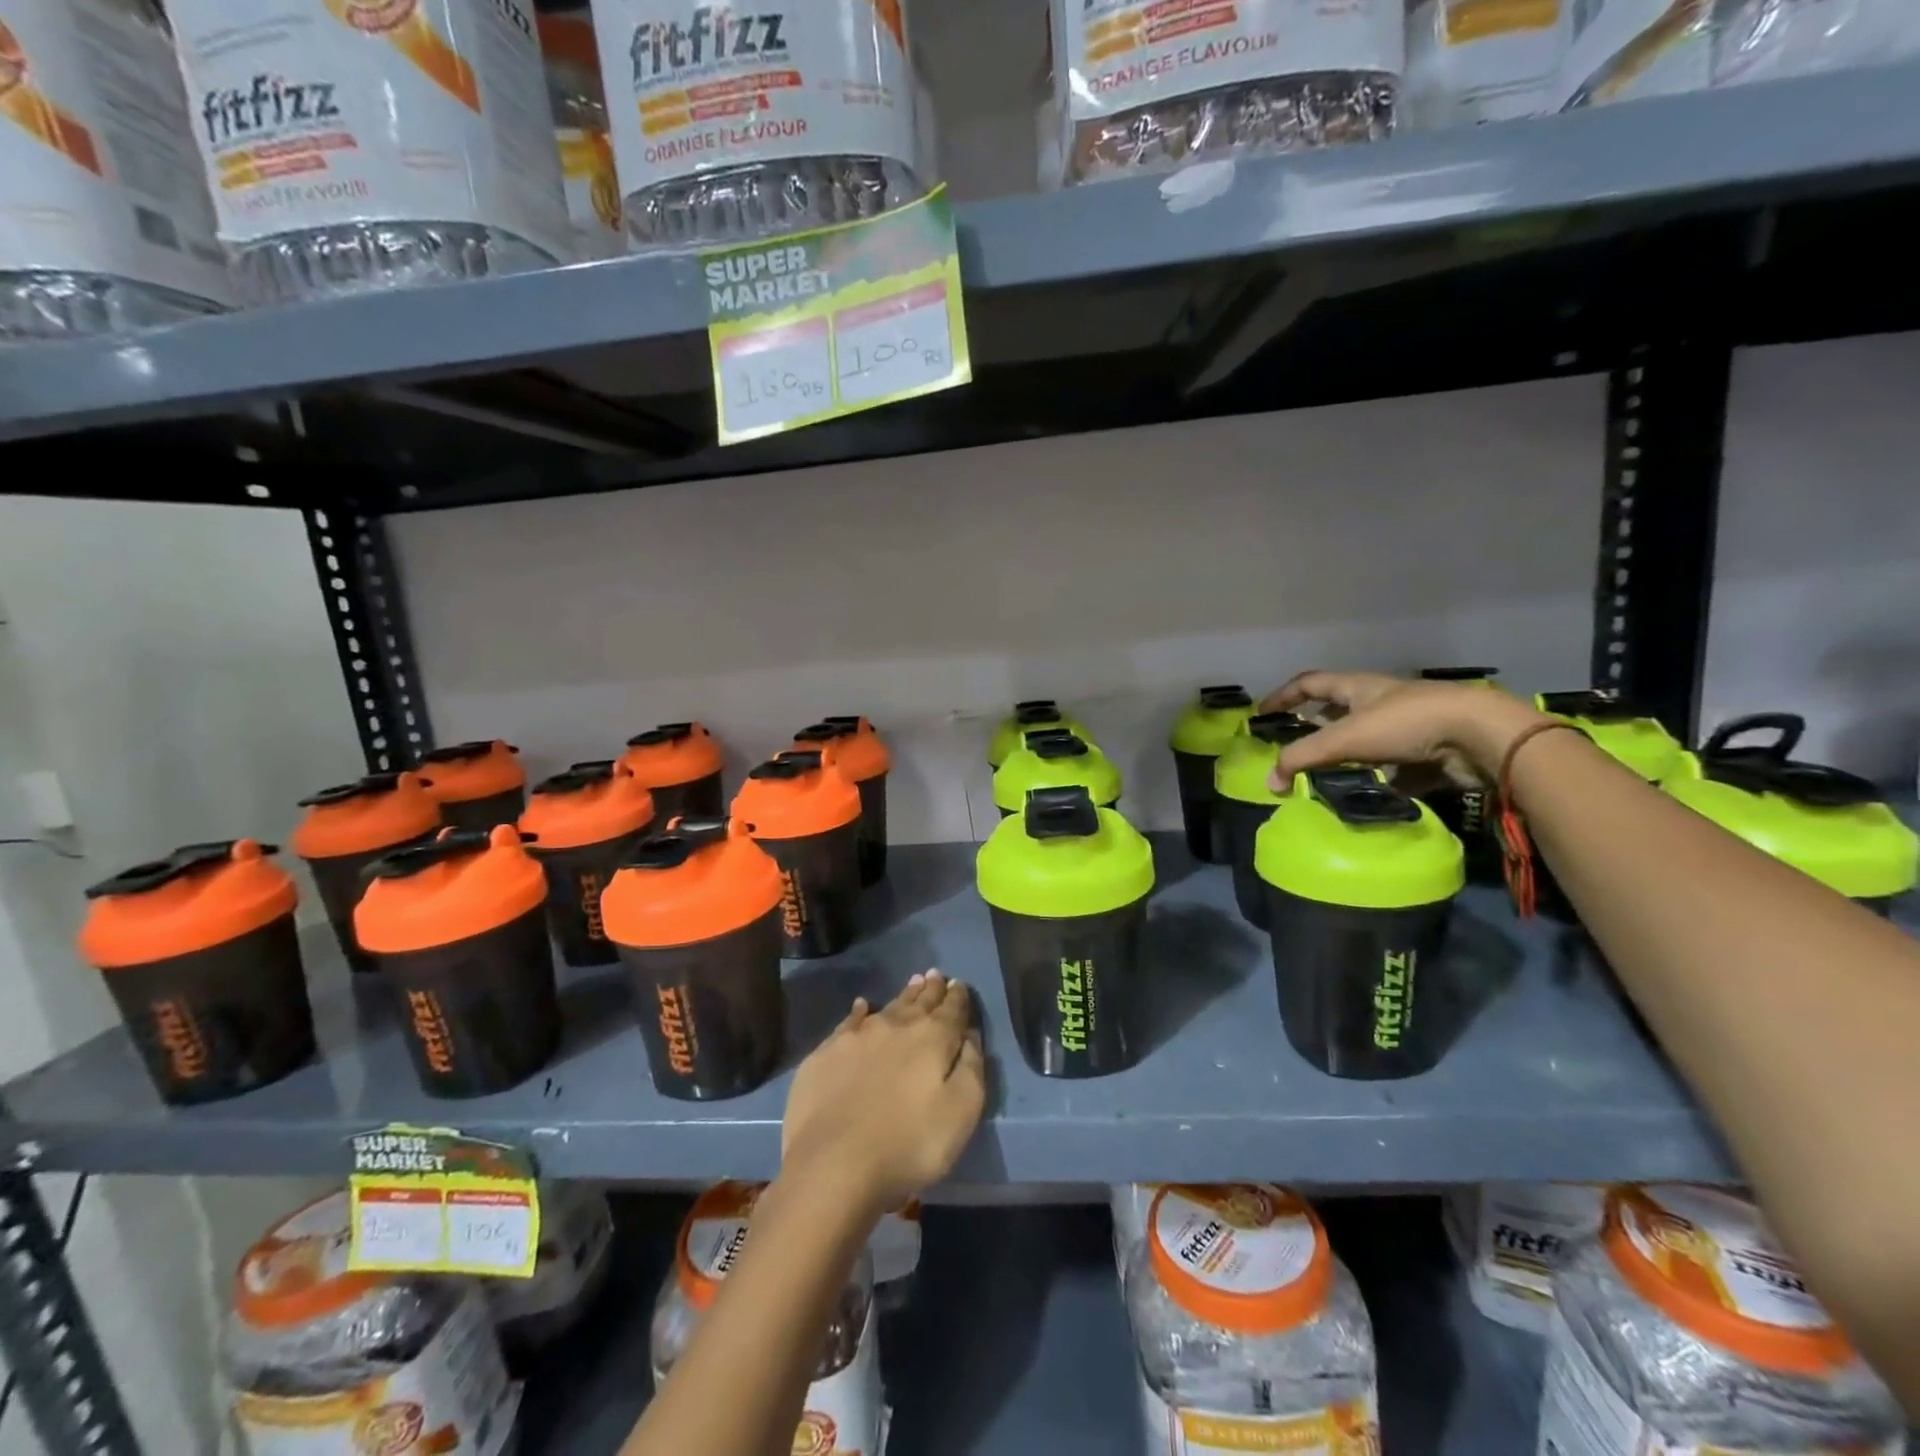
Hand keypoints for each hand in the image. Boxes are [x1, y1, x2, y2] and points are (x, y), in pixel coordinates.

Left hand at [781, 971, 985, 1216]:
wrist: (832, 1163)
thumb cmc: (908, 1144)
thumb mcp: (961, 1113)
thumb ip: (972, 1069)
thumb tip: (971, 1036)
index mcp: (932, 1039)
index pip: (951, 1010)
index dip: (958, 998)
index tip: (959, 984)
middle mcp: (896, 1026)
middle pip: (920, 1002)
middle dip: (932, 989)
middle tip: (937, 975)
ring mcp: (858, 1036)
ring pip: (888, 1007)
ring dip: (904, 995)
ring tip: (914, 982)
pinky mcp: (827, 1052)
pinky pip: (850, 1021)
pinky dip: (860, 1011)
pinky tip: (862, 1006)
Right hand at [1259, 670, 1546, 786]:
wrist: (1480, 736)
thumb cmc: (1406, 724)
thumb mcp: (1345, 738)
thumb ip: (1302, 758)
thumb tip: (1268, 783)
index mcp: (1358, 687)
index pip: (1310, 683)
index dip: (1284, 696)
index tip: (1262, 714)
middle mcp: (1380, 701)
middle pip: (1338, 710)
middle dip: (1314, 728)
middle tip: (1294, 748)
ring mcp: (1407, 726)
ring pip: (1366, 739)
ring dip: (1346, 755)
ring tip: (1325, 776)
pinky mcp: (1428, 752)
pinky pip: (1394, 766)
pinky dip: (1378, 778)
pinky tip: (1368, 794)